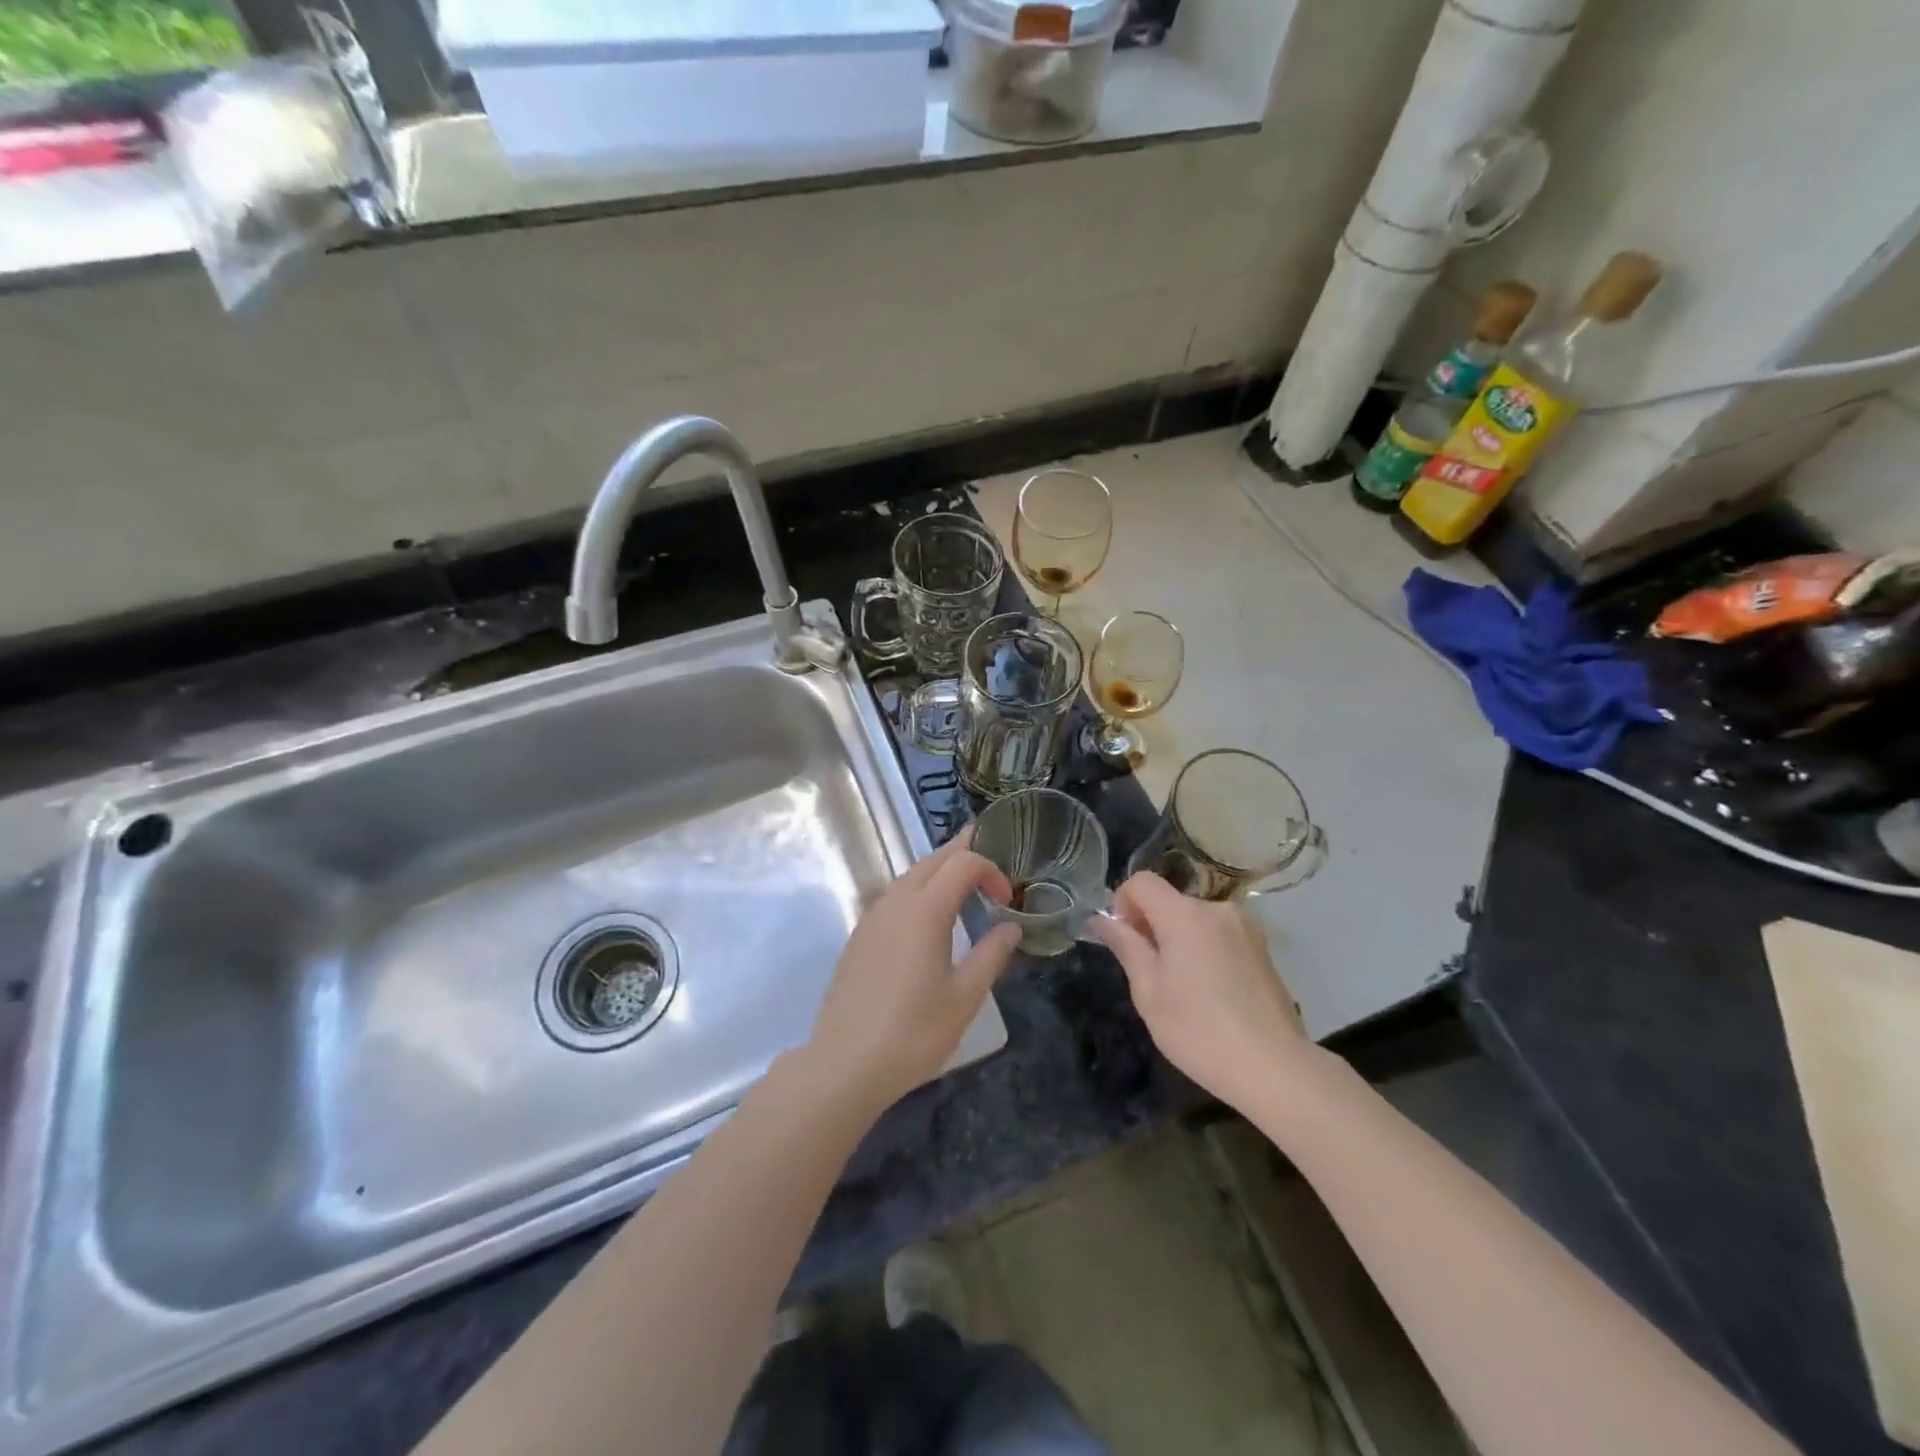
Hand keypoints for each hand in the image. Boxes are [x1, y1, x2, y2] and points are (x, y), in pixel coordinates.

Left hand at [803, 827, 1021, 1118]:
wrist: (845, 1064)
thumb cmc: (913, 1033)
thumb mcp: (964, 998)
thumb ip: (991, 955)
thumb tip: (1011, 927)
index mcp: (924, 910)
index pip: (962, 863)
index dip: (990, 869)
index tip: (1007, 898)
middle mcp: (895, 902)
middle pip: (932, 860)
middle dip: (963, 852)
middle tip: (990, 853)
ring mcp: (872, 918)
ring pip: (909, 876)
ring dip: (939, 870)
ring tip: (963, 882)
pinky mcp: (859, 937)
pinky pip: (894, 896)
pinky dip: (918, 889)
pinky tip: (927, 916)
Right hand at [1089, 872, 1311, 1111]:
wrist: (1275, 1068)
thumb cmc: (1199, 1031)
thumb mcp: (1149, 992)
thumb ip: (1126, 946)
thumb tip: (1101, 919)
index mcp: (1184, 915)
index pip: (1142, 882)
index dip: (1123, 903)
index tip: (1124, 940)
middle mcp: (1217, 909)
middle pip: (1170, 901)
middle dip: (1152, 926)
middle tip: (1150, 974)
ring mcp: (1245, 927)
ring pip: (1195, 919)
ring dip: (1179, 939)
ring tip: (1183, 988)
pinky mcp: (1262, 947)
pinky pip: (1219, 934)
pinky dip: (1204, 949)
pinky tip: (1211, 992)